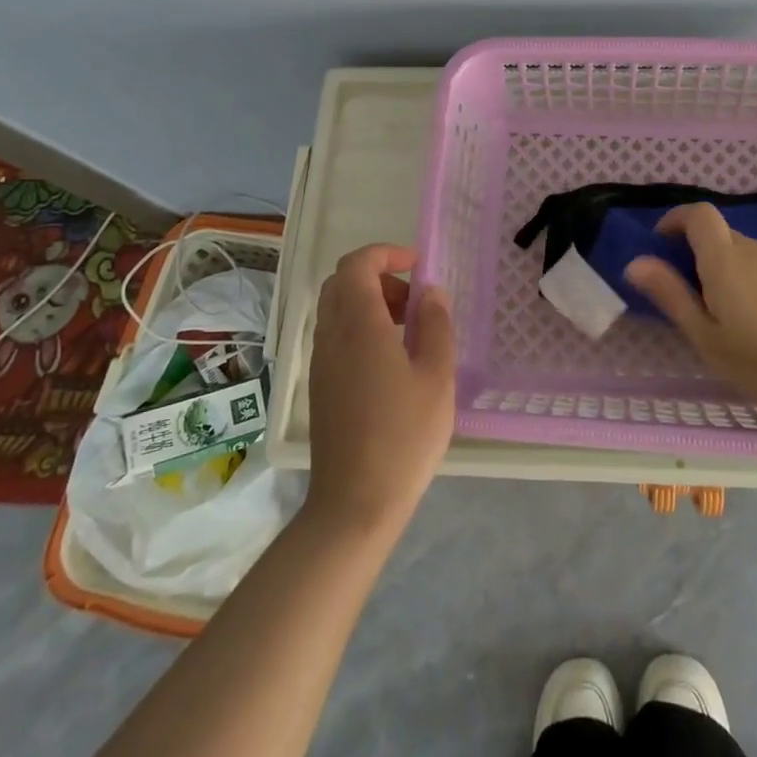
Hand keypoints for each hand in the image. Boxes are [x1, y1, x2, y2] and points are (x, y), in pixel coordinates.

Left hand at [305, 245, 455, 538]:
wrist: (355, 503)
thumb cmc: (404, 436)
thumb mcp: (437, 377)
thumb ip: (436, 325)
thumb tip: (430, 292)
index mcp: (359, 326)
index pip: (357, 265)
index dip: (387, 253)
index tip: (418, 266)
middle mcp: (331, 336)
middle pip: (342, 282)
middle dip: (379, 277)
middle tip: (414, 301)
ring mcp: (321, 362)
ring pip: (336, 309)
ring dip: (370, 303)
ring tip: (409, 332)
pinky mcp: (320, 386)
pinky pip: (335, 336)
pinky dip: (360, 328)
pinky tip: (390, 362)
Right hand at [624, 203, 756, 428]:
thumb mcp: (707, 337)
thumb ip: (671, 295)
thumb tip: (636, 262)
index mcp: (726, 259)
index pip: (698, 214)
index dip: (676, 220)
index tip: (661, 243)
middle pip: (721, 236)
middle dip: (699, 254)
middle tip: (692, 297)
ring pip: (747, 254)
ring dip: (729, 271)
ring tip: (729, 317)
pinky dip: (755, 282)